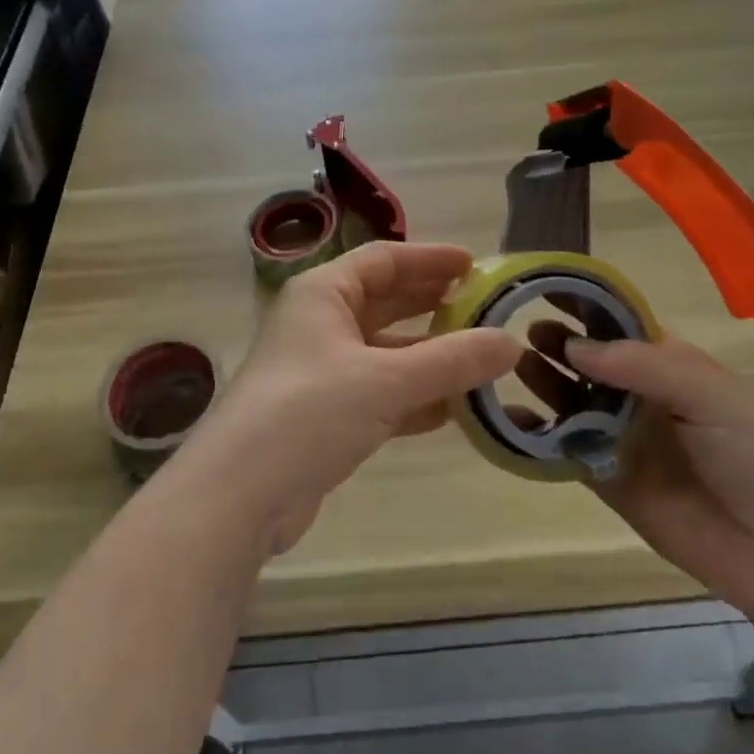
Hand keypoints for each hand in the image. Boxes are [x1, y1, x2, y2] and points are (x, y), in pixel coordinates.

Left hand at [187, 243, 519, 555]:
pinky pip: (380, 394)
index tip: (474, 264)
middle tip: (484, 308)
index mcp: (323, 294)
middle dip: (433, 305)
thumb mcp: (387, 380)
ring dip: (430, 357)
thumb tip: (512, 342)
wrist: (241, 494)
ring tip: (482, 360)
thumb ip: (452, 360)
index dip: (429, 259)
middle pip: (385, 303)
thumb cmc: (310, 411)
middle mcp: (319, 325)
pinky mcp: (325, 417)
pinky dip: (415, 397)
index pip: (383, 260)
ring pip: (386, 353)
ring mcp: (321, 372)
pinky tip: (454, 409)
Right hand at [517, 326, 753, 620]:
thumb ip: (644, 366)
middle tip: (520, 332)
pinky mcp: (605, 478)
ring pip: (569, 400)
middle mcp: (638, 395)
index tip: (542, 286)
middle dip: (556, 342)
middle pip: (586, 360)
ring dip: (542, 380)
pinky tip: (507, 418)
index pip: (617, 324)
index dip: (583, 305)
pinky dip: (533, 433)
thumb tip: (574, 347)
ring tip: (513, 365)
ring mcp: (619, 437)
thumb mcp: (711, 396)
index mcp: (667, 365)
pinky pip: (561, 449)